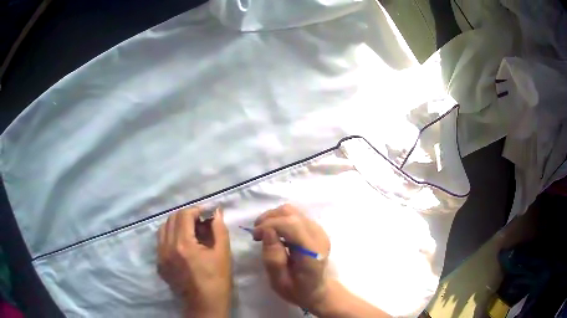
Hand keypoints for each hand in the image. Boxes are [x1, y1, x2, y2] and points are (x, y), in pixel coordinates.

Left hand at [157, 207, 231, 317]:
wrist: (204, 305)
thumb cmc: (217, 281)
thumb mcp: (223, 254)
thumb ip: (219, 229)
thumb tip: (216, 212)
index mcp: (183, 245)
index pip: (184, 215)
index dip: (197, 211)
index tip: (207, 215)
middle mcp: (167, 247)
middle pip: (172, 219)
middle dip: (187, 216)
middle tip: (200, 224)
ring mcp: (160, 256)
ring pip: (163, 229)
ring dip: (177, 225)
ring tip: (190, 232)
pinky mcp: (159, 264)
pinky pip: (161, 242)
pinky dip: (171, 236)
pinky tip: (183, 246)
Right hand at [253, 204, 330, 312]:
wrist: (316, 289)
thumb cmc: (297, 290)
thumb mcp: (279, 281)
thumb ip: (273, 258)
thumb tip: (267, 231)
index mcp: (312, 252)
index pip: (292, 225)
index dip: (270, 225)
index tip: (255, 236)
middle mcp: (318, 236)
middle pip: (292, 213)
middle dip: (269, 219)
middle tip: (256, 234)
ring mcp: (319, 230)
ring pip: (292, 211)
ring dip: (273, 217)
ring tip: (263, 232)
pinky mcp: (315, 229)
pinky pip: (295, 215)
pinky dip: (280, 219)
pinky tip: (274, 233)